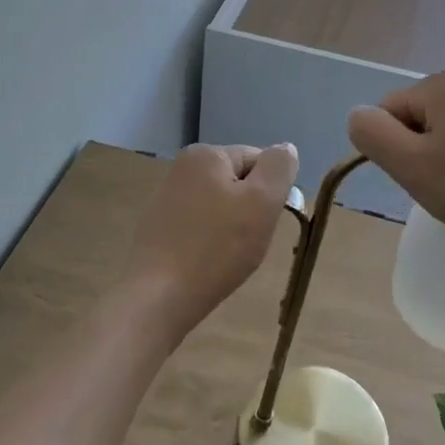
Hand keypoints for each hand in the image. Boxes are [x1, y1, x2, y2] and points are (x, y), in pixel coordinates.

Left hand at [119, 142, 298, 341]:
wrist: (160, 296)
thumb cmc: (217, 247)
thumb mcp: (262, 202)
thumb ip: (279, 168)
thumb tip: (286, 148)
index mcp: (206, 155)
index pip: (259, 162)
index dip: (271, 192)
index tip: (265, 223)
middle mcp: (182, 167)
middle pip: (239, 182)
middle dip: (250, 210)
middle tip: (247, 241)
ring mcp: (167, 197)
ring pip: (221, 205)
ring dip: (232, 226)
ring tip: (227, 255)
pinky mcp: (159, 226)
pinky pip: (200, 224)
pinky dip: (210, 239)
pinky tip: (207, 261)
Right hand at [347, 71, 444, 260]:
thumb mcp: (411, 166)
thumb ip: (372, 135)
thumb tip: (358, 116)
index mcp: (444, 83)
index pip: (389, 110)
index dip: (394, 149)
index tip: (421, 178)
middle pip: (418, 118)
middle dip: (420, 153)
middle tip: (444, 187)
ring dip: (444, 160)